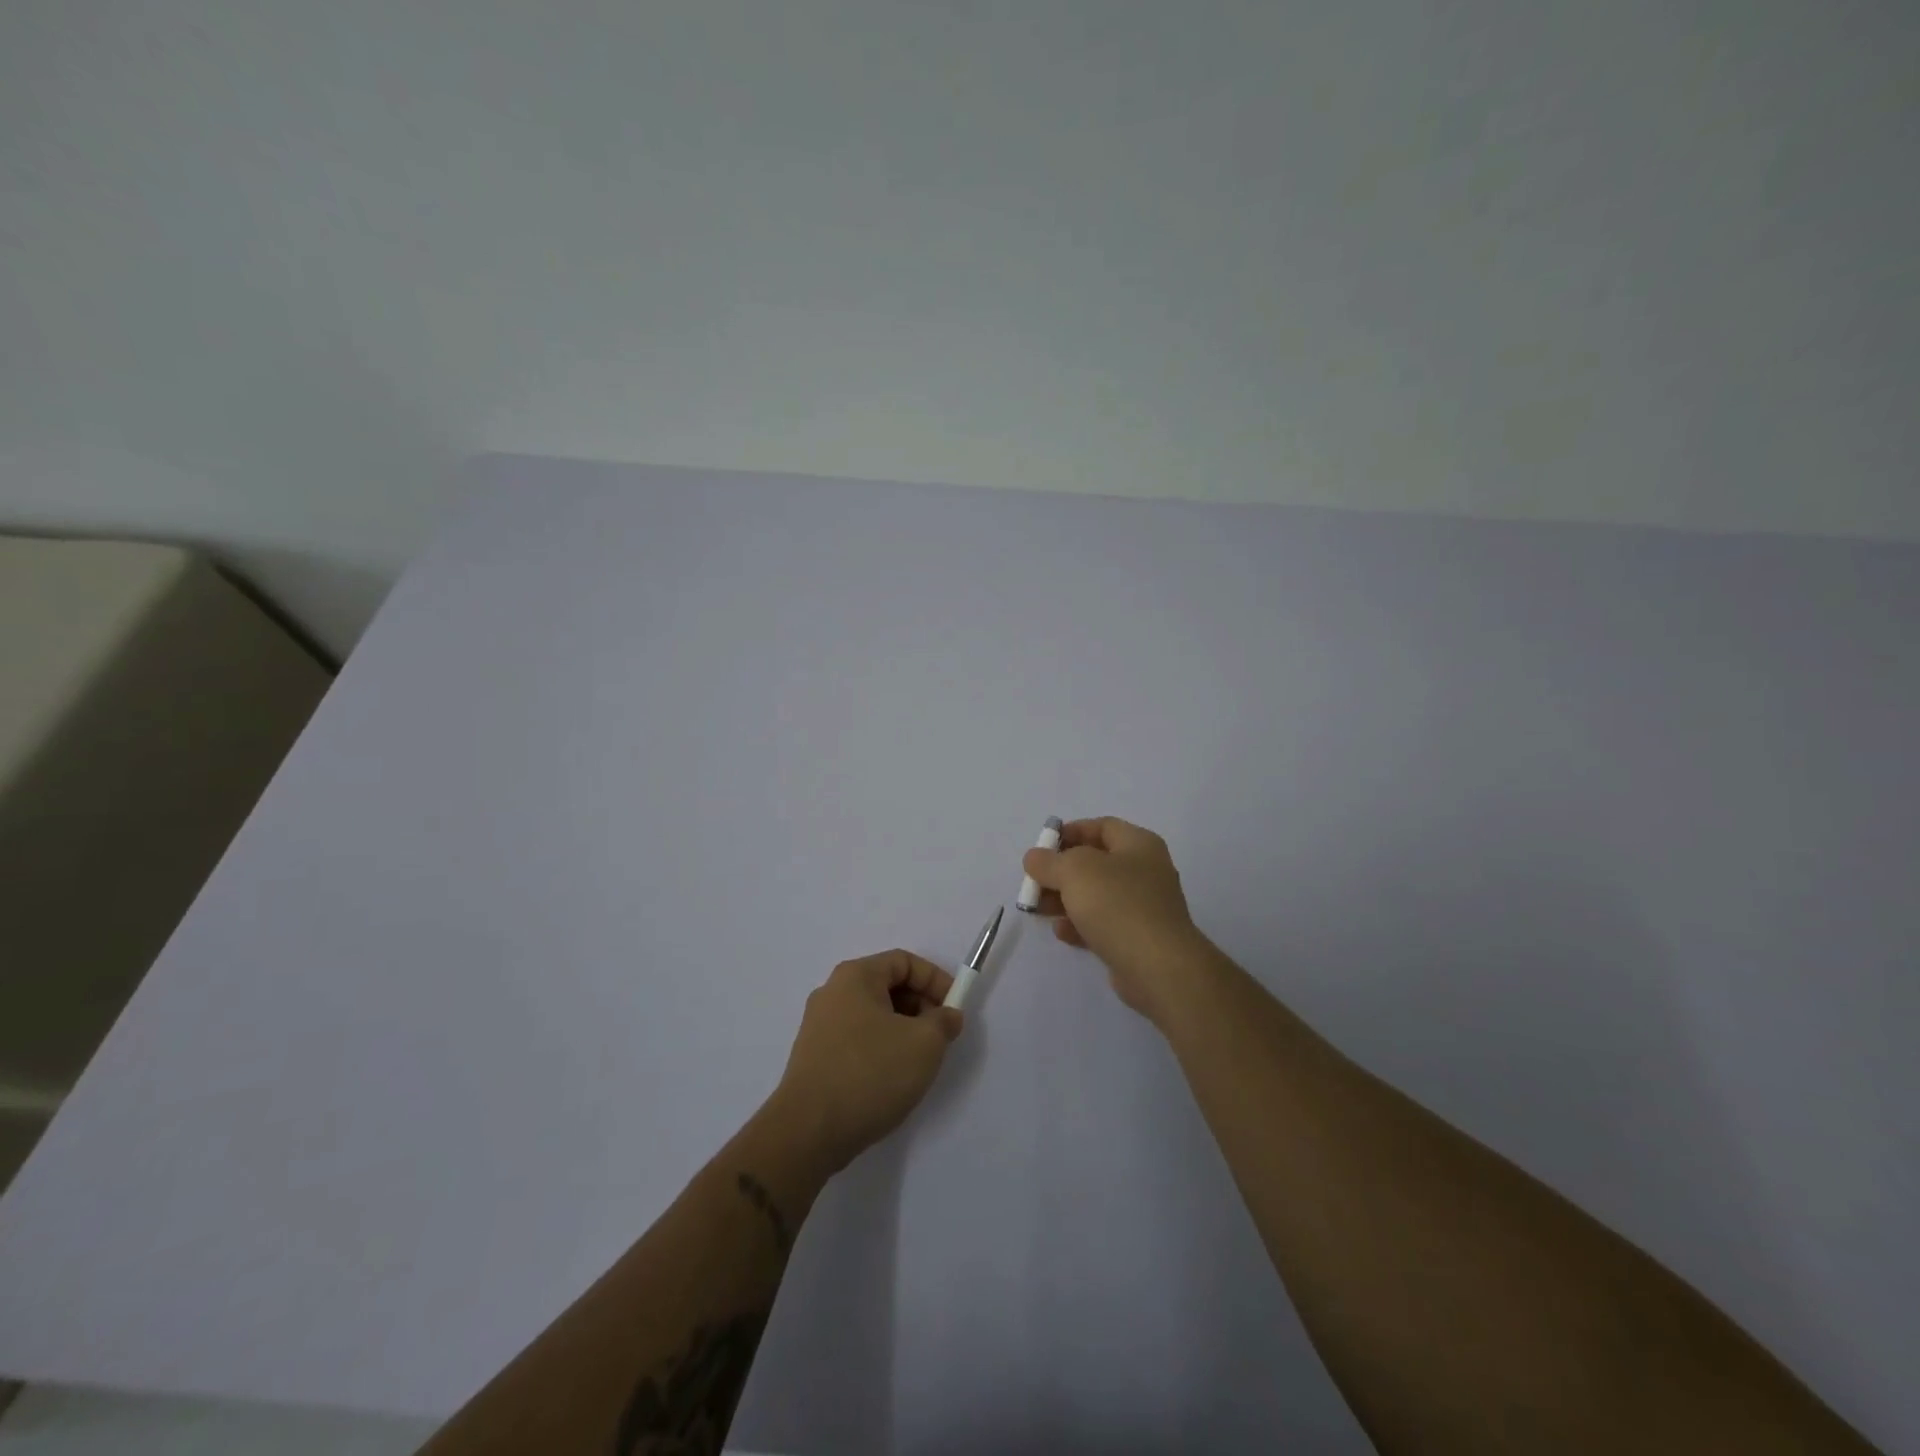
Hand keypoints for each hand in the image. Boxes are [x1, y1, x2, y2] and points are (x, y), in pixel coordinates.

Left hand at [770, 950, 963, 1173]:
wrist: (808, 1132)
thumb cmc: (870, 1073)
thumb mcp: (924, 1044)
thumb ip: (943, 1022)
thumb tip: (946, 1015)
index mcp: (855, 977)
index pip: (904, 962)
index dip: (935, 979)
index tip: (955, 1008)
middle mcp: (832, 993)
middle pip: (887, 986)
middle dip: (920, 1006)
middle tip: (941, 1036)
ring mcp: (819, 1026)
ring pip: (873, 1015)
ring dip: (903, 1030)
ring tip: (919, 1061)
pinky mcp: (814, 1058)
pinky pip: (857, 1039)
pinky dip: (881, 1049)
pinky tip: (891, 1079)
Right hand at [1022, 816, 1213, 1026]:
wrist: (1158, 967)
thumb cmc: (1117, 904)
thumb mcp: (1074, 871)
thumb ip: (1049, 861)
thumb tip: (1035, 858)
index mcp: (1138, 845)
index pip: (1102, 826)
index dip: (1071, 832)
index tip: (1043, 846)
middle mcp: (1145, 871)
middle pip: (1095, 862)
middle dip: (1061, 871)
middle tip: (1035, 882)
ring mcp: (1143, 907)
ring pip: (1096, 895)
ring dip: (1065, 900)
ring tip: (1038, 910)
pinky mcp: (1137, 938)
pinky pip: (1103, 924)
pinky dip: (1080, 925)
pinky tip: (1061, 932)